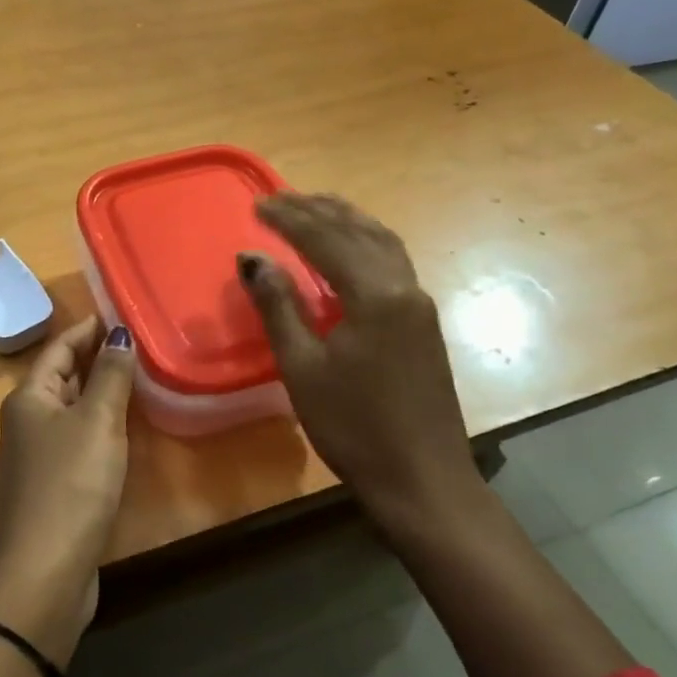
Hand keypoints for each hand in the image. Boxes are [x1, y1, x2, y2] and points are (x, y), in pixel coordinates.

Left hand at [0, 316, 136, 663]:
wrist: (45, 572)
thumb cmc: (70, 486)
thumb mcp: (96, 423)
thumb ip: (110, 377)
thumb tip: (119, 334)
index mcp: (29, 397)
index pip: (59, 348)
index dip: (87, 329)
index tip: (118, 312)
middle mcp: (28, 420)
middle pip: (61, 376)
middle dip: (95, 356)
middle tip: (137, 339)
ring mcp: (39, 454)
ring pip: (71, 407)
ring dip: (99, 389)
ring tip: (138, 373)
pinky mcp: (55, 484)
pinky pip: (79, 437)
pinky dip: (100, 422)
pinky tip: (125, 424)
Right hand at [239, 193, 483, 544]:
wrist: (421, 479)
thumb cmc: (353, 426)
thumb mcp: (302, 367)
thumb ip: (278, 306)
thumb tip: (253, 258)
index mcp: (375, 295)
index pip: (327, 240)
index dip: (290, 219)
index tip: (257, 205)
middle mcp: (404, 287)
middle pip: (359, 232)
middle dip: (318, 211)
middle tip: (280, 198)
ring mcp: (420, 304)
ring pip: (382, 243)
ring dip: (346, 221)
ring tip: (315, 207)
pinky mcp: (423, 323)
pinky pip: (392, 263)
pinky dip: (365, 243)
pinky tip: (350, 250)